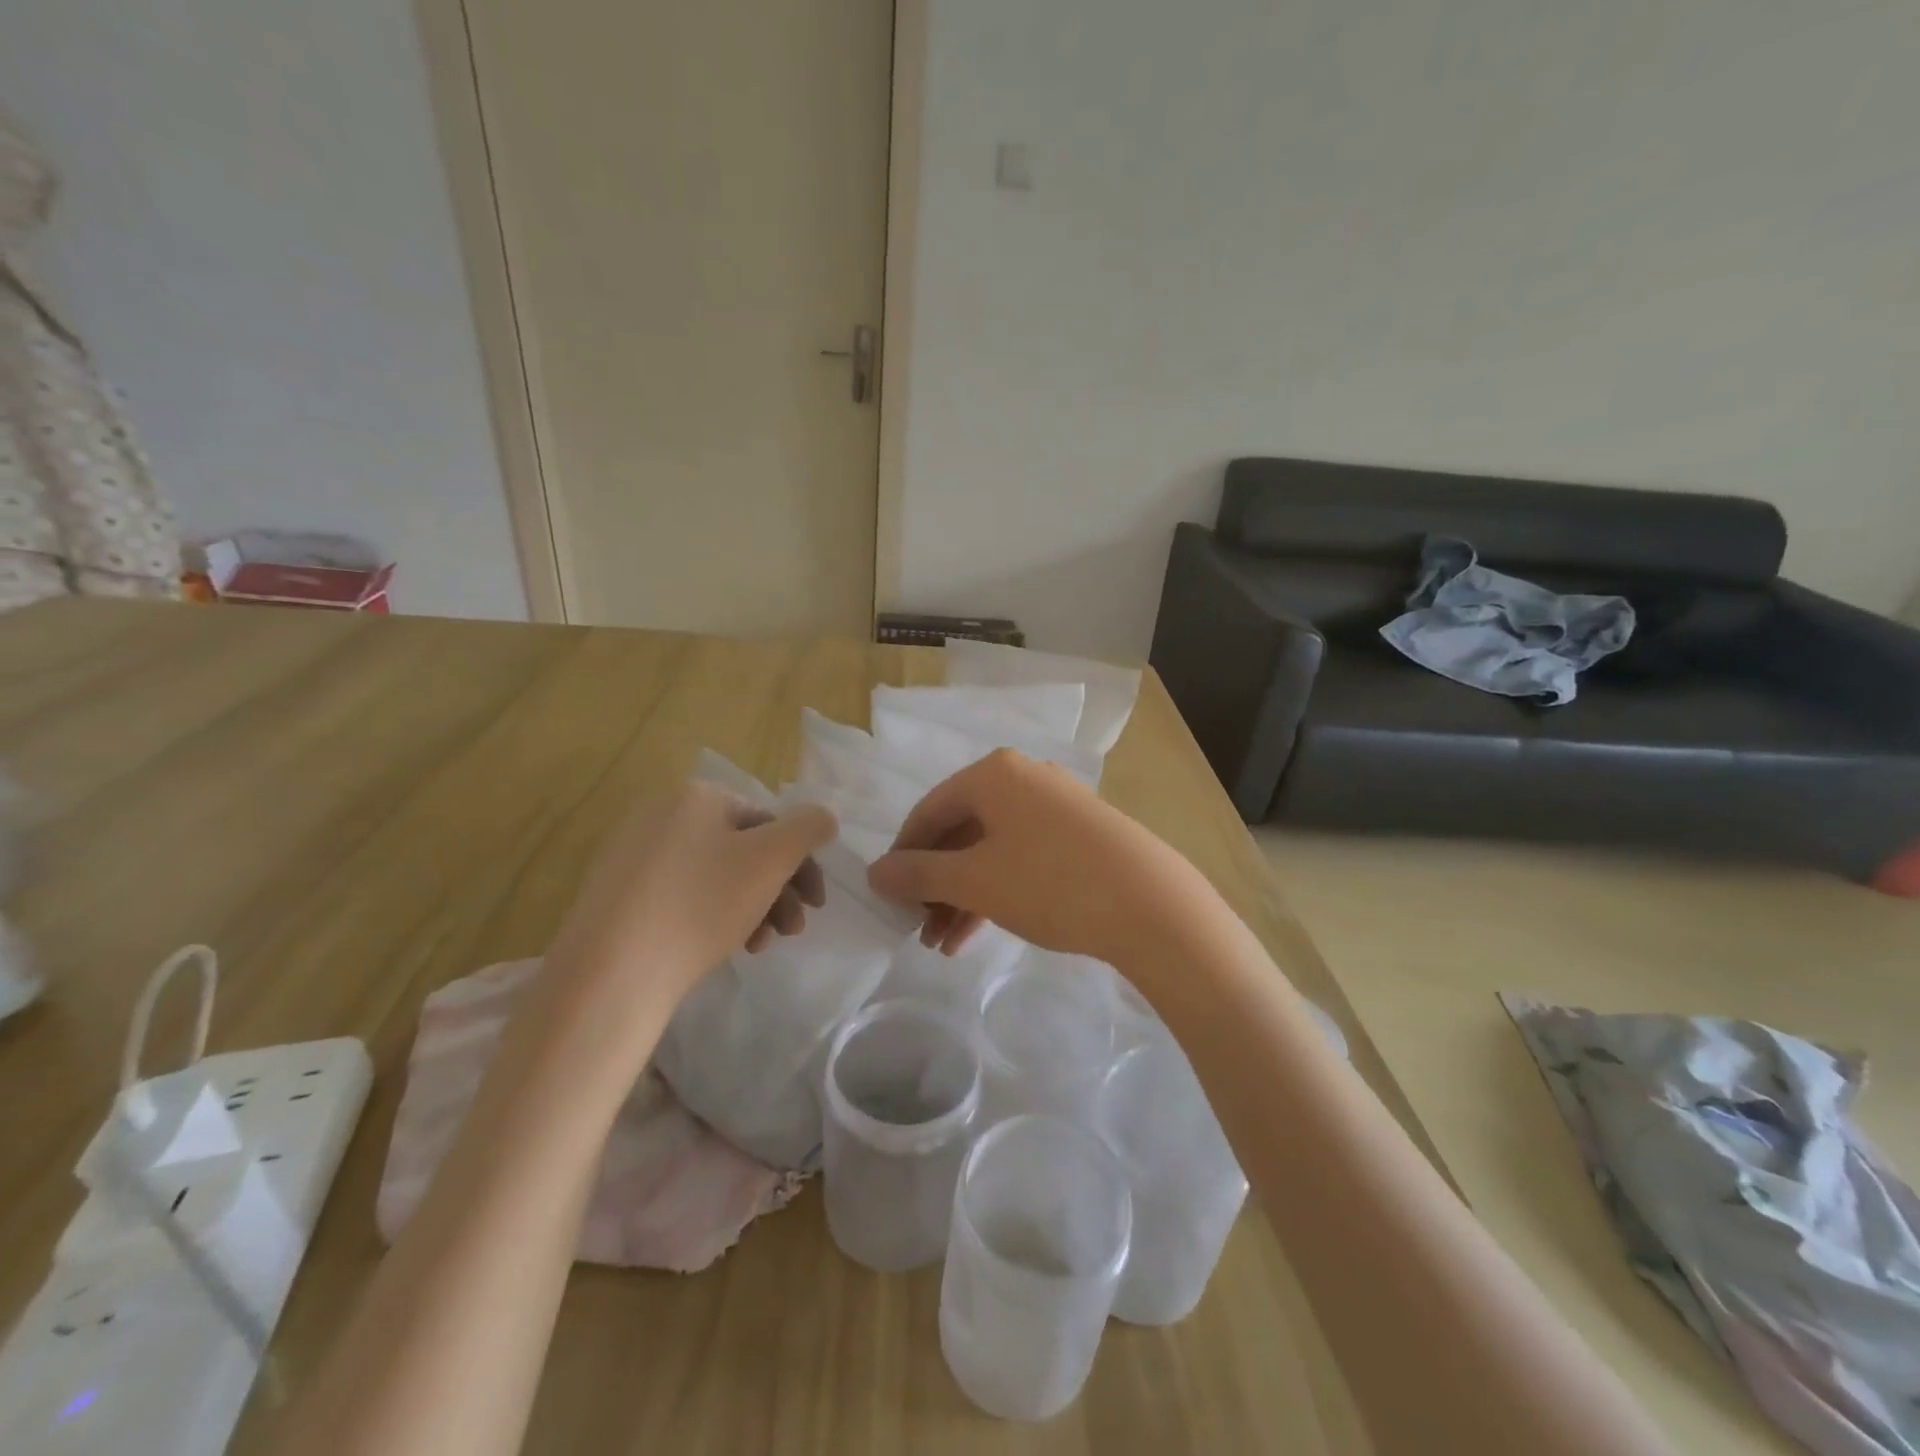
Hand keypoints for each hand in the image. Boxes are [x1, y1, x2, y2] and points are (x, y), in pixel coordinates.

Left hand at [545, 781, 837, 1030]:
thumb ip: (808, 828)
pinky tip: (729, 947)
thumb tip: (824, 816)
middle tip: (795, 931)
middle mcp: (663, 813)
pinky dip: (715, 916)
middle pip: (744, 849)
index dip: (801, 862)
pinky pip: (684, 895)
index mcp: (698, 796)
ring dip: (753, 907)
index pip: (769, 821)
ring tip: (762, 945)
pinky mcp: (619, 894)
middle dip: (778, 890)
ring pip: (717, 876)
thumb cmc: (701, 905)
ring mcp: (636, 854)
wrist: (610, 974)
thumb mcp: (771, 859)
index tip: (816, 904)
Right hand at [867, 749, 1197, 965]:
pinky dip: (995, 893)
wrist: (1150, 904)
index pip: (929, 810)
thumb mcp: (974, 880)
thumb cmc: (1049, 882)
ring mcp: (1056, 807)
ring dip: (962, 897)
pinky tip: (976, 935)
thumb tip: (874, 872)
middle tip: (917, 928)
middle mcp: (1024, 779)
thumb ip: (918, 874)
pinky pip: (1022, 859)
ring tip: (942, 945)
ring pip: (991, 850)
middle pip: (961, 832)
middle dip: (935, 885)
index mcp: (994, 774)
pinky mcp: (1080, 836)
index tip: (889, 896)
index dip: (903, 854)